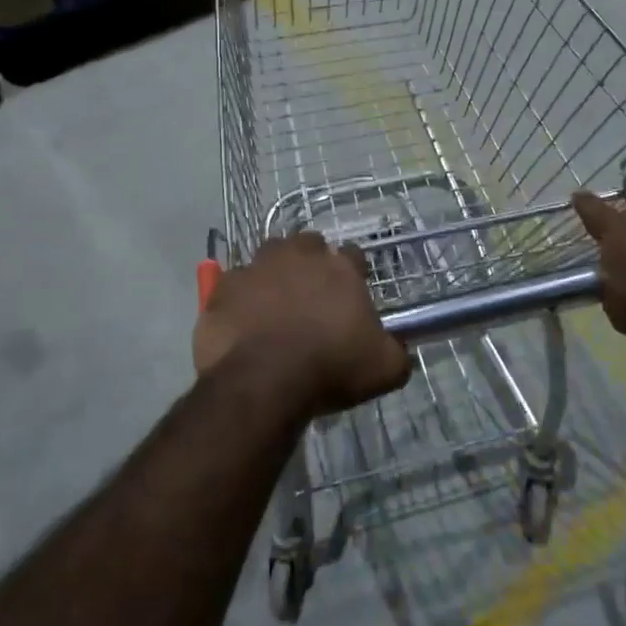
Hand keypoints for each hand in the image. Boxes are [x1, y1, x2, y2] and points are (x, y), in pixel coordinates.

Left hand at [193, 233, 410, 419]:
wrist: (264, 380)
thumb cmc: (330, 368)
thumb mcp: (384, 369)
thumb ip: (396, 353)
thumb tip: (401, 351)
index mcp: (340, 269)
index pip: (353, 255)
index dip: (353, 271)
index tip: (351, 291)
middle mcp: (299, 256)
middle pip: (308, 244)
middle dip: (310, 260)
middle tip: (311, 292)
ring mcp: (257, 267)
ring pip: (268, 255)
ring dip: (274, 271)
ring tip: (274, 301)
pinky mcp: (225, 287)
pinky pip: (234, 284)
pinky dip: (239, 297)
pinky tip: (242, 320)